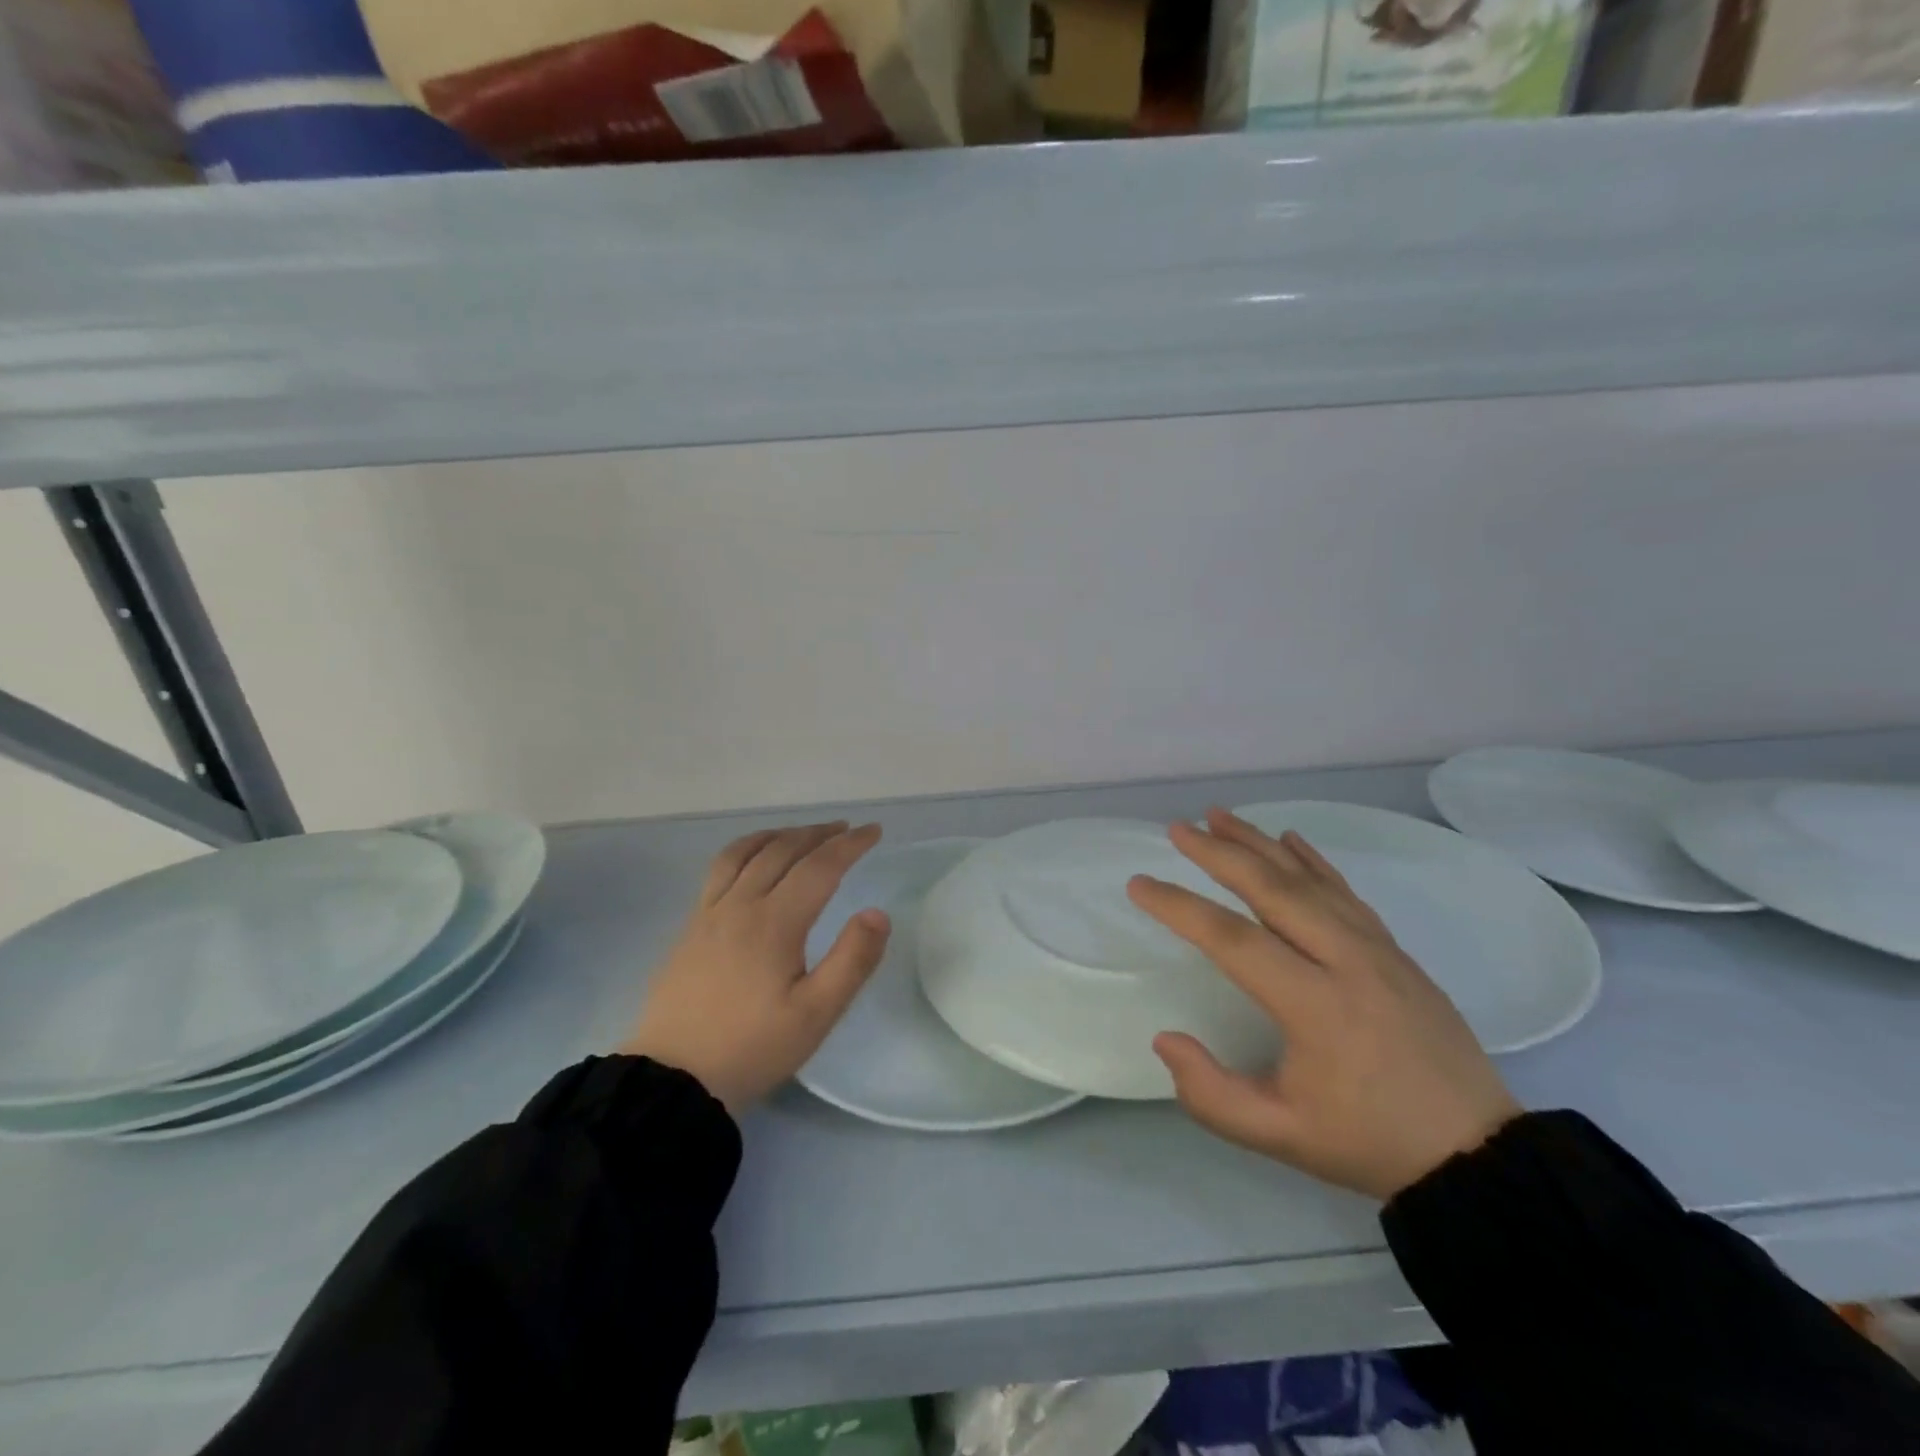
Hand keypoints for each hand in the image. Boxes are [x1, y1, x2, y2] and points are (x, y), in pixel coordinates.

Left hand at [621, 821, 889, 1115]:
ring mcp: (709, 913)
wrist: (672, 1079)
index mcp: (774, 923)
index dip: (850, 845)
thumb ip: (852, 960)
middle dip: (818, 834)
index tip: (874, 832)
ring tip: (801, 834)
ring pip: (746, 852)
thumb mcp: (816, 1014)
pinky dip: (746, 849)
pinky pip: (720, 868)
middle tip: (846, 830)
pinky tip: (751, 861)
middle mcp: (740, 905)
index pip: (819, 867)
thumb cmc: (752, 1047)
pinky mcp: (690, 927)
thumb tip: (878, 912)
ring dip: (780, 834)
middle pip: (782, 850)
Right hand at [1128, 809, 1519, 1200]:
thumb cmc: (1370, 1142)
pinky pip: (1345, 892)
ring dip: (1259, 843)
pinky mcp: (1394, 950)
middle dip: (1220, 853)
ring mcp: (1377, 949)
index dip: (1181, 907)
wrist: (1477, 1153)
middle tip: (1177, 828)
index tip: (1139, 884)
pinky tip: (1290, 839)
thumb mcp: (1282, 1137)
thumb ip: (1212, 1095)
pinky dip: (1313, 860)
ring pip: (1308, 881)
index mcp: (1316, 1005)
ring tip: (1219, 816)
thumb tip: (1165, 1038)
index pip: (1234, 940)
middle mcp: (1346, 961)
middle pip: (1273, 890)